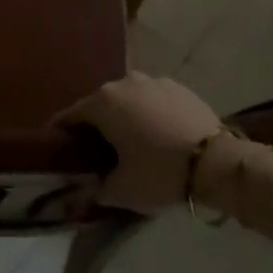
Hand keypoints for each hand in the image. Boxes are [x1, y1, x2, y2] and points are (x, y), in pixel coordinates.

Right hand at [54, 73, 222, 212]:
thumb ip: (96, 188)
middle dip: (95, 124)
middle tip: (96, 149)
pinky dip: (149, 113)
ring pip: (129, 99)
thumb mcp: (121, 190)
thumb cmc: (158, 172)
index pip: (71, 116)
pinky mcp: (178, 87)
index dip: (61, 132)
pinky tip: (157, 134)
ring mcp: (153, 81)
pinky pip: (153, 99)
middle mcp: (124, 83)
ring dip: (124, 116)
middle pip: (100, 104)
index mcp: (102, 103)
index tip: (56, 146)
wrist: (215, 162)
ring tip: (130, 140)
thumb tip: (87, 188)